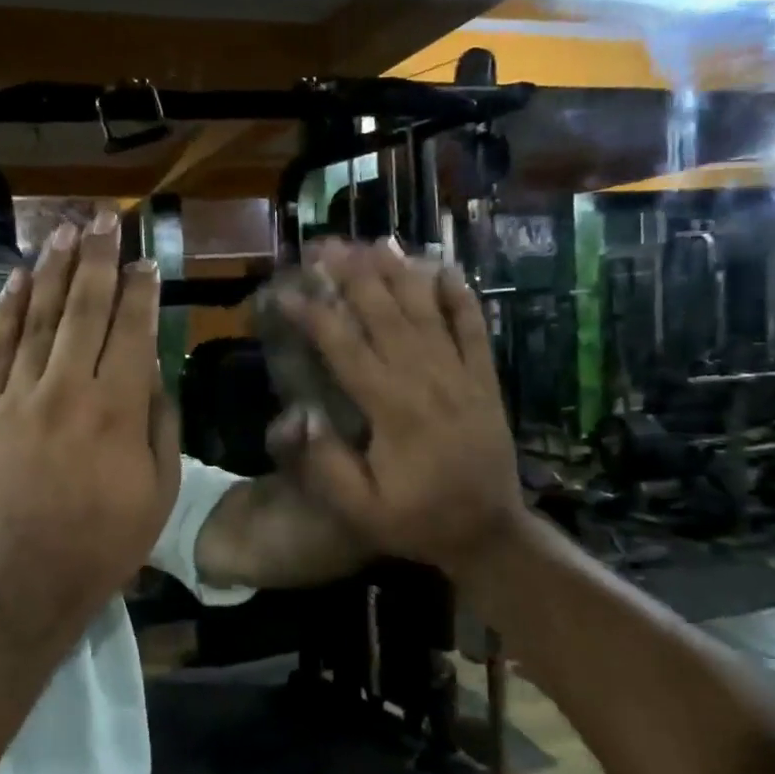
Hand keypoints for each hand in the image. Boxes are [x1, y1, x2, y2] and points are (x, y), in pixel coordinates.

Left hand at [0, 213, 179, 645]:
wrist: (26, 580)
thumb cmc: (106, 541)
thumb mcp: (161, 489)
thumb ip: (161, 423)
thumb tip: (153, 370)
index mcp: (118, 411)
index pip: (132, 332)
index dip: (140, 291)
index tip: (145, 261)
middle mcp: (68, 392)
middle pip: (85, 310)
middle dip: (98, 260)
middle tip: (104, 220)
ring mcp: (18, 398)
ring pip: (40, 319)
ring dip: (55, 271)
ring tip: (66, 232)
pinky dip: (8, 310)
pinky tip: (20, 278)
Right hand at [270, 241, 526, 575]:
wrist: (489, 532)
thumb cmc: (417, 521)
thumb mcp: (360, 511)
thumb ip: (326, 466)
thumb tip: (302, 414)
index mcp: (391, 408)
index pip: (344, 347)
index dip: (313, 314)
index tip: (285, 291)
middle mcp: (426, 379)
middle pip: (384, 314)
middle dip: (352, 275)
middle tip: (325, 245)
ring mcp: (461, 374)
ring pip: (426, 311)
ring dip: (399, 272)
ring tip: (374, 241)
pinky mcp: (484, 379)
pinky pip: (475, 328)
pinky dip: (460, 296)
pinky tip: (444, 267)